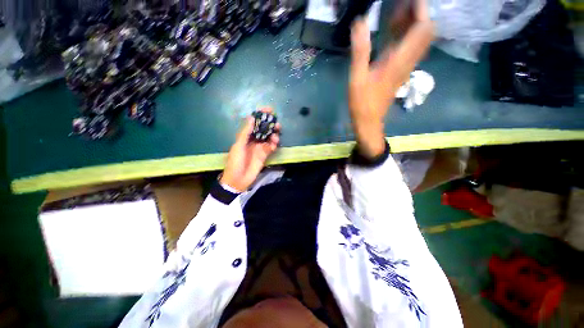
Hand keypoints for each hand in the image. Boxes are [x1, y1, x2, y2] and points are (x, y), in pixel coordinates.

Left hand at [221, 108, 280, 191]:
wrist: (238, 180)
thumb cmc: (235, 161)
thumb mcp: (238, 146)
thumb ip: (245, 132)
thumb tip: (252, 117)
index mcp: (245, 136)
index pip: (254, 122)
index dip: (261, 115)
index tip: (269, 110)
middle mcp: (253, 140)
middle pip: (264, 129)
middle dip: (270, 124)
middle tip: (277, 123)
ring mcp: (260, 147)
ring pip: (269, 137)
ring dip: (274, 134)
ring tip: (276, 134)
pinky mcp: (265, 155)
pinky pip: (271, 147)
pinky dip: (274, 144)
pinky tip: (274, 144)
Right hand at [349, 1, 433, 158]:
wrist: (369, 121)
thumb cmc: (362, 103)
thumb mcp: (357, 78)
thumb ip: (360, 51)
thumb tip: (360, 22)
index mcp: (399, 60)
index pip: (422, 28)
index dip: (420, 9)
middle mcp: (408, 61)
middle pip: (425, 31)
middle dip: (418, 13)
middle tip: (400, 4)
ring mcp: (406, 66)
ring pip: (420, 39)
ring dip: (413, 23)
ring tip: (397, 12)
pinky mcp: (401, 71)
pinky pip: (411, 48)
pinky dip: (407, 35)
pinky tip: (393, 31)